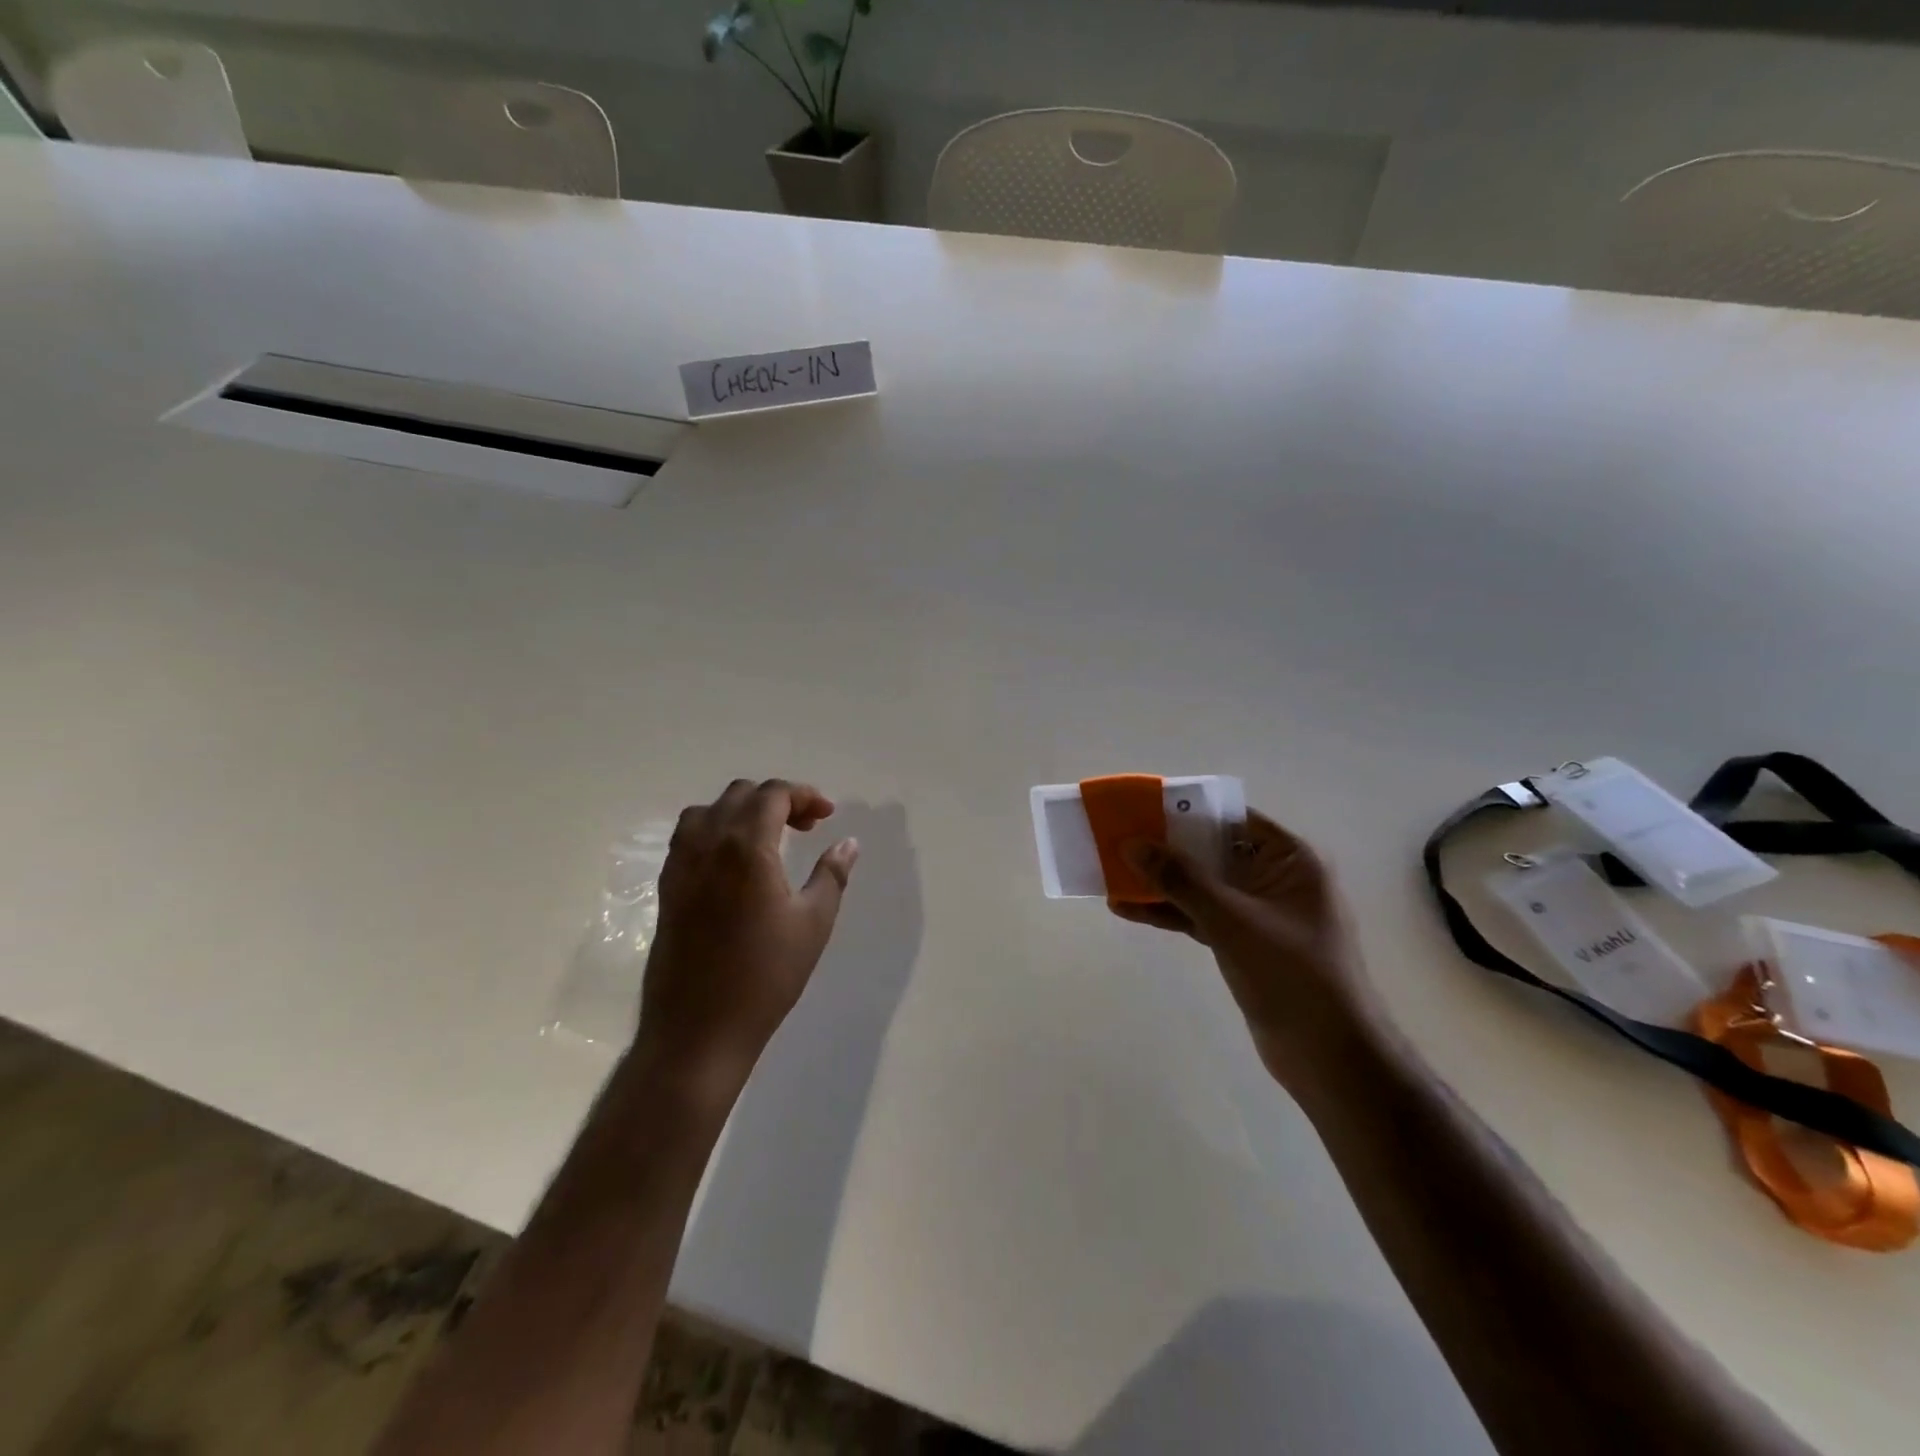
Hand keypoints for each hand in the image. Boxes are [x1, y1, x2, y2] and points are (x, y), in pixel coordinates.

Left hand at [635, 779, 858, 1098]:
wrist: (698, 1029)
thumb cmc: (765, 976)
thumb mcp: (813, 923)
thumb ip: (831, 875)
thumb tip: (848, 843)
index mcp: (746, 847)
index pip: (773, 794)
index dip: (804, 795)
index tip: (827, 815)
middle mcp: (708, 844)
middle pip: (740, 794)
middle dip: (777, 800)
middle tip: (806, 826)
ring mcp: (681, 865)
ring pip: (709, 811)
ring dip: (742, 811)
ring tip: (769, 838)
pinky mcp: (667, 886)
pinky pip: (689, 836)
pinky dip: (716, 830)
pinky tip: (736, 862)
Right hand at [1112, 811, 1381, 1094]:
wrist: (1330, 1058)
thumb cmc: (1291, 974)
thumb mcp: (1231, 920)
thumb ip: (1181, 879)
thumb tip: (1131, 843)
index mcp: (1290, 860)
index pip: (1233, 819)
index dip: (1188, 811)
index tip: (1142, 809)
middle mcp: (1277, 879)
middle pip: (1213, 852)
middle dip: (1166, 849)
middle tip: (1118, 841)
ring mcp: (1260, 914)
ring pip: (1203, 887)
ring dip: (1162, 884)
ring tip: (1112, 875)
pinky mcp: (1245, 944)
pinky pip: (1202, 917)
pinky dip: (1170, 913)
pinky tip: (1129, 910)